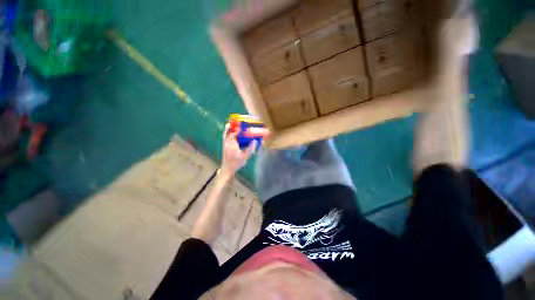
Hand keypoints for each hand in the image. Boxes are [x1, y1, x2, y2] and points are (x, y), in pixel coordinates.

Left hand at [220, 124, 256, 176]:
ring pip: (225, 135)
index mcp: (231, 143)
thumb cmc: (236, 162)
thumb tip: (255, 141)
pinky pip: (226, 138)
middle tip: (235, 122)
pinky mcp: (225, 147)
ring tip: (233, 126)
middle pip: (227, 132)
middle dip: (230, 127)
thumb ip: (250, 148)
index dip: (238, 129)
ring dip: (229, 130)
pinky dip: (228, 135)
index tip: (243, 126)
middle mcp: (227, 142)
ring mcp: (225, 145)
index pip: (234, 133)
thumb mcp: (245, 156)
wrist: (227, 169)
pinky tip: (234, 136)